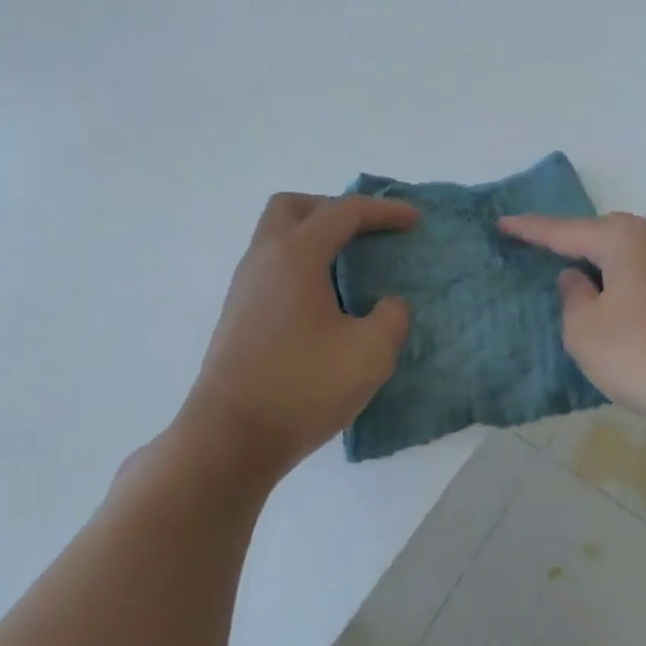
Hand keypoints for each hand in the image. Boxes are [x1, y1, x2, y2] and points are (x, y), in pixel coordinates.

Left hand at [182, 193, 417, 478]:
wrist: (231, 437)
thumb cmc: (304, 386)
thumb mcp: (370, 352)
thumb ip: (391, 318)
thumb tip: (387, 305)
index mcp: (296, 256)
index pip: (343, 212)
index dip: (383, 210)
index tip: (414, 220)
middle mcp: (263, 260)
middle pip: (294, 208)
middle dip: (334, 210)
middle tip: (366, 233)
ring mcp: (244, 289)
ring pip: (277, 239)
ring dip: (314, 240)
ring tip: (350, 270)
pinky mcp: (238, 317)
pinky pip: (272, 269)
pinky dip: (302, 268)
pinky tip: (324, 305)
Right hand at [499, 212, 645, 428]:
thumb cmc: (642, 354)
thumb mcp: (584, 330)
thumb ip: (572, 296)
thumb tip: (577, 278)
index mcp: (623, 239)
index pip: (564, 231)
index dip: (530, 230)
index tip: (502, 223)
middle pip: (601, 233)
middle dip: (571, 242)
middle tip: (539, 252)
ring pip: (625, 254)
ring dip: (598, 265)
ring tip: (573, 278)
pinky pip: (643, 273)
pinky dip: (620, 282)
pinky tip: (611, 302)